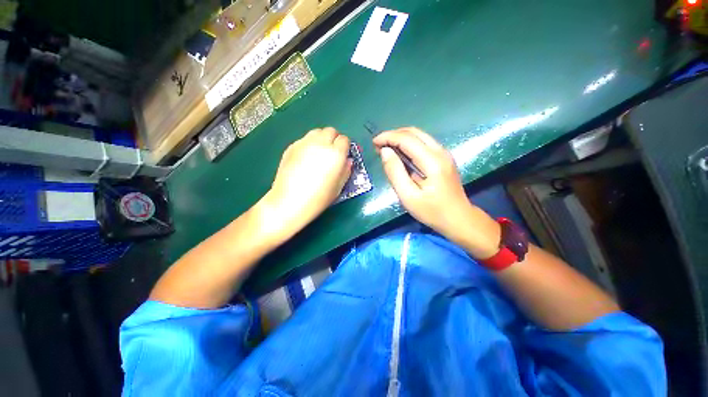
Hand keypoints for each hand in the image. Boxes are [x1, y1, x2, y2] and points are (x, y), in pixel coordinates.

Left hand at [260, 127, 351, 240]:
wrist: (290, 201)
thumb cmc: (318, 198)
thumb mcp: (339, 187)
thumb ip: (346, 171)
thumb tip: (348, 161)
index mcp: (335, 154)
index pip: (344, 139)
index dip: (345, 147)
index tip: (344, 155)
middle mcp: (320, 144)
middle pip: (331, 131)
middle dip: (334, 139)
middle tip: (332, 152)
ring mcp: (304, 143)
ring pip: (316, 132)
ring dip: (321, 139)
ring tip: (319, 153)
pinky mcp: (291, 147)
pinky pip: (304, 139)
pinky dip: (309, 144)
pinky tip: (305, 158)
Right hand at [373, 127, 500, 257]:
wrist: (458, 219)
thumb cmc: (431, 211)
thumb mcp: (408, 196)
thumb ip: (395, 172)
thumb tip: (385, 151)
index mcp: (432, 161)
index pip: (406, 139)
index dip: (388, 137)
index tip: (374, 143)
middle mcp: (440, 152)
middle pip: (414, 132)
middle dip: (393, 135)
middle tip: (378, 146)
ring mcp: (444, 153)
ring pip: (419, 136)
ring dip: (401, 138)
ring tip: (386, 149)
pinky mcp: (444, 158)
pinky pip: (424, 143)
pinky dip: (409, 144)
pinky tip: (400, 154)